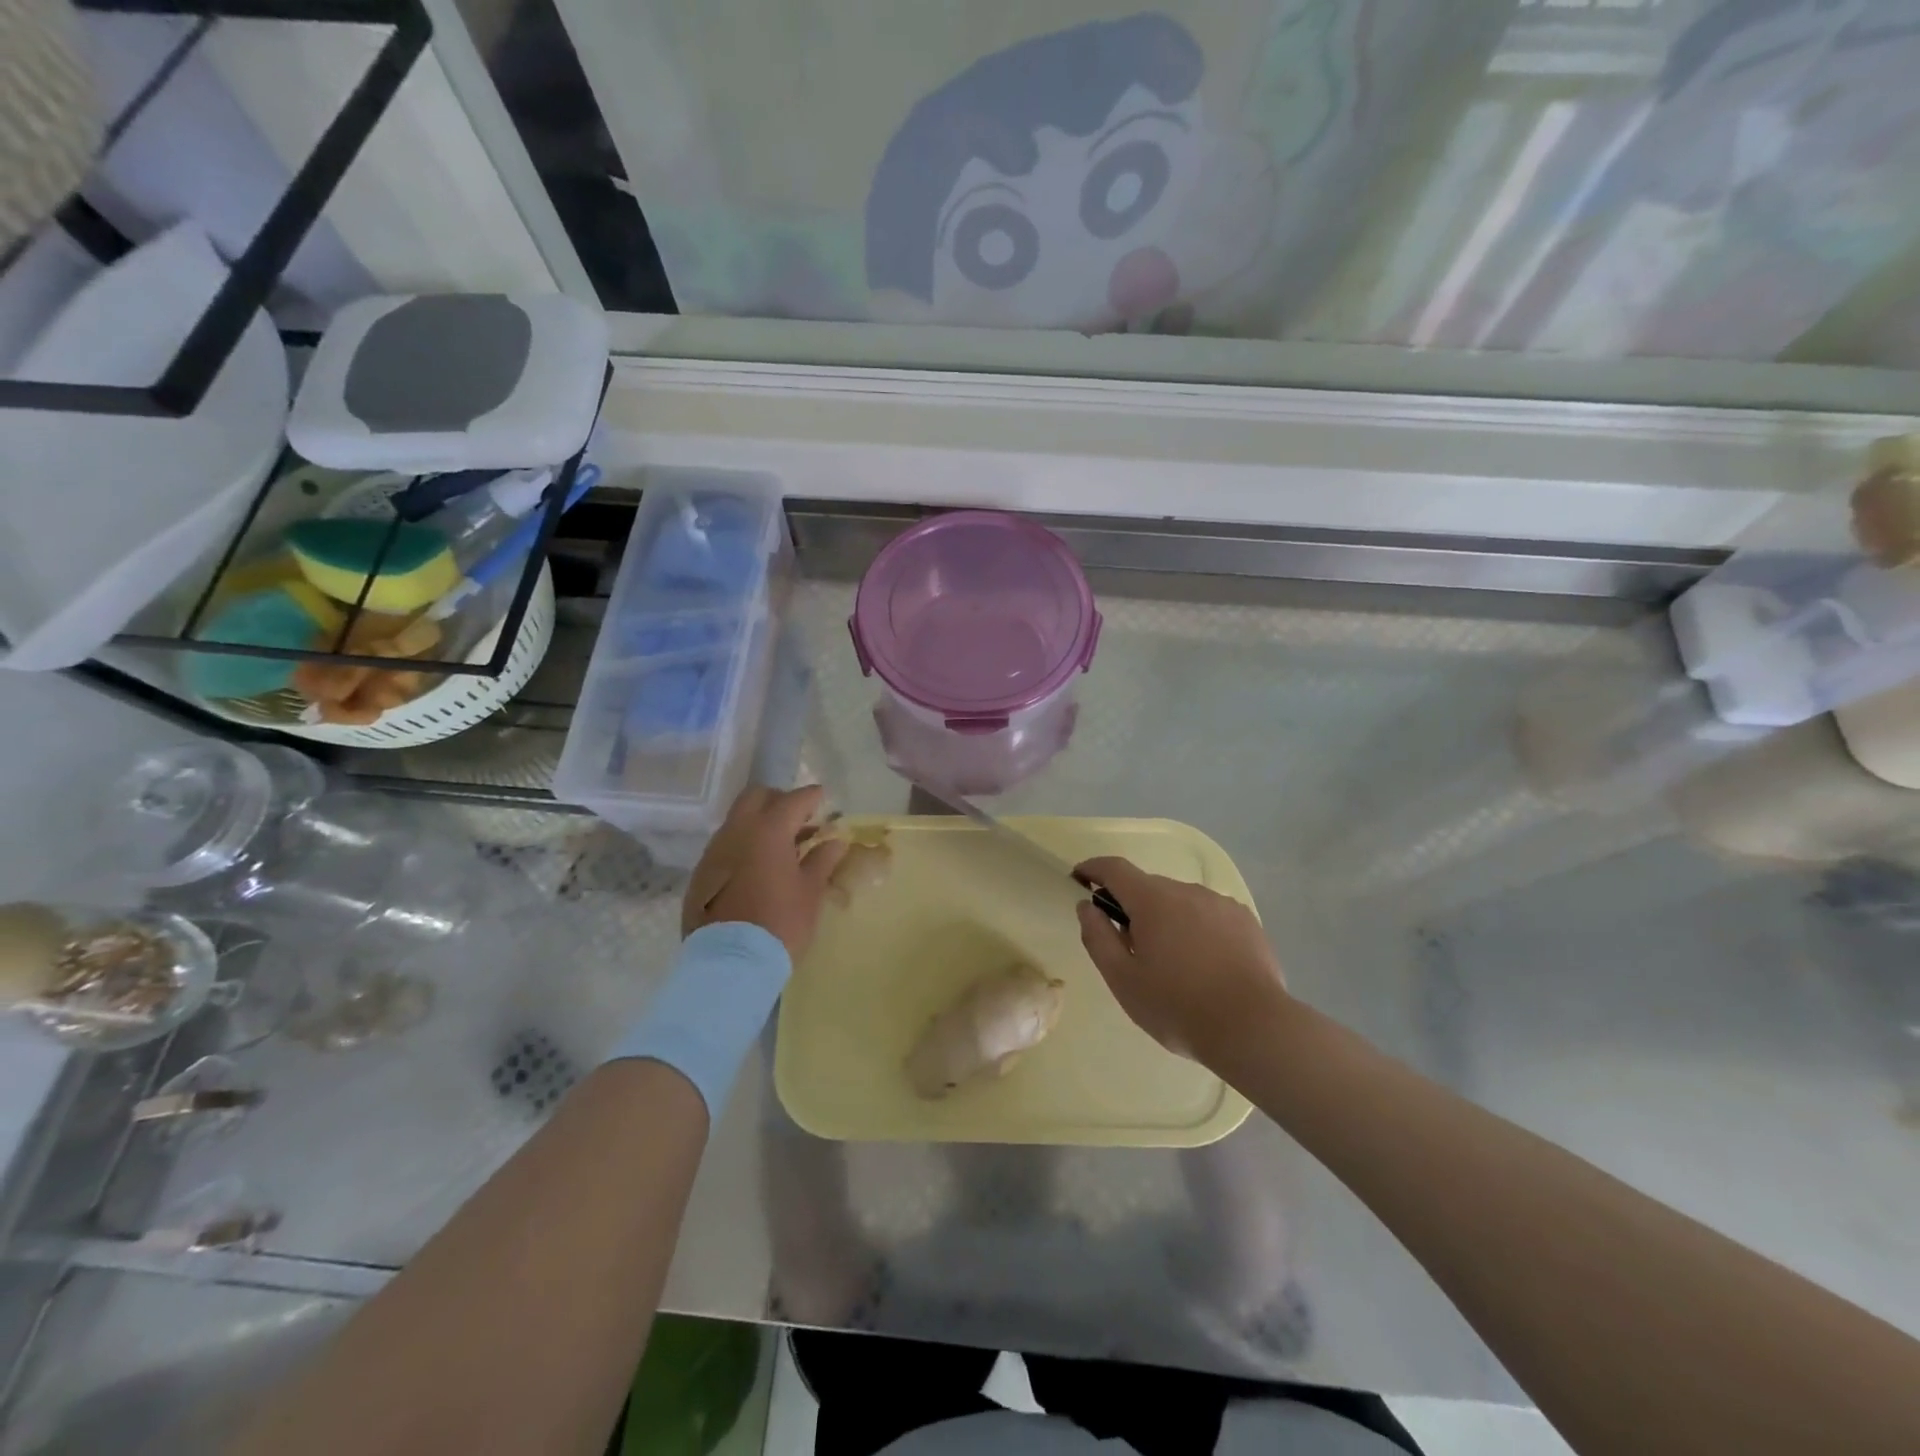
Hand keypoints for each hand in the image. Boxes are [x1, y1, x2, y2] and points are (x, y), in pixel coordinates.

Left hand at [683, 785, 846, 962]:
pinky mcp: (701, 874)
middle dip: (778, 800)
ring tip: (780, 848)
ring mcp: (714, 852)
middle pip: (756, 797)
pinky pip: (725, 847)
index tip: (823, 799)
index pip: (794, 799)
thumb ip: (823, 859)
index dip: (811, 797)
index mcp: (768, 830)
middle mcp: (736, 832)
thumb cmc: (780, 923)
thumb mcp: (811, 891)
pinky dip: (743, 847)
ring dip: (759, 824)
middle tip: (798, 819)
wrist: (730, 963)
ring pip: (737, 821)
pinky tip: (756, 870)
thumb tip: (835, 840)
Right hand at [1074, 856, 1287, 1064]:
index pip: (1114, 869)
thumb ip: (1098, 937)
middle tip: (1129, 948)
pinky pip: (1209, 915)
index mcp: (1152, 900)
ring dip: (1167, 919)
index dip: (1093, 868)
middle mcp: (1187, 890)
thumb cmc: (1177, 1006)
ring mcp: (1221, 903)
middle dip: (1132, 907)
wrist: (1253, 1028)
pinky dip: (1197, 929)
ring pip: (1181, 902)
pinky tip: (1205, 965)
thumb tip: (1087, 906)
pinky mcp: (1246, 921)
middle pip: (1148, 887)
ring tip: (1174, 964)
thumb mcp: (1123, 979)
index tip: (1079, 879)